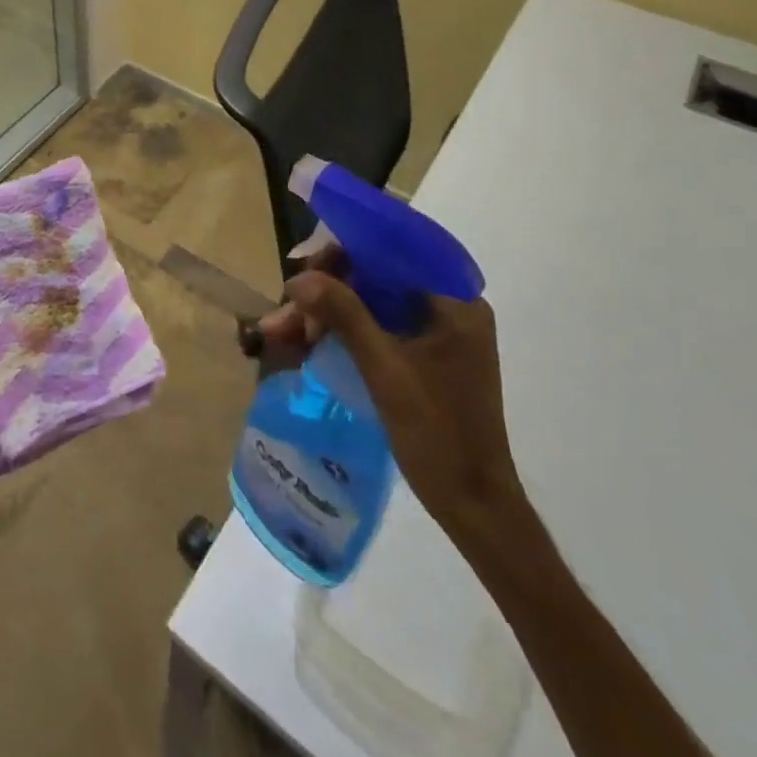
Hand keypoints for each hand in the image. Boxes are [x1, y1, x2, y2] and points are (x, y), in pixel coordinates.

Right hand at [256, 264, 524, 540]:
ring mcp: (438, 332)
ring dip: (328, 312)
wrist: (475, 508)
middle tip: (286, 307)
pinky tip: (308, 339)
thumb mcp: (384, 369)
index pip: (394, 250)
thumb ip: (344, 315)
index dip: (344, 248)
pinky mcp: (426, 354)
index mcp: (456, 302)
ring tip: (281, 330)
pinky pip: (378, 325)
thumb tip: (299, 277)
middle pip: (377, 276)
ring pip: (372, 302)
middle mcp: (450, 307)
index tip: (303, 262)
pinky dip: (343, 330)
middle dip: (326, 288)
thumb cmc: (438, 435)